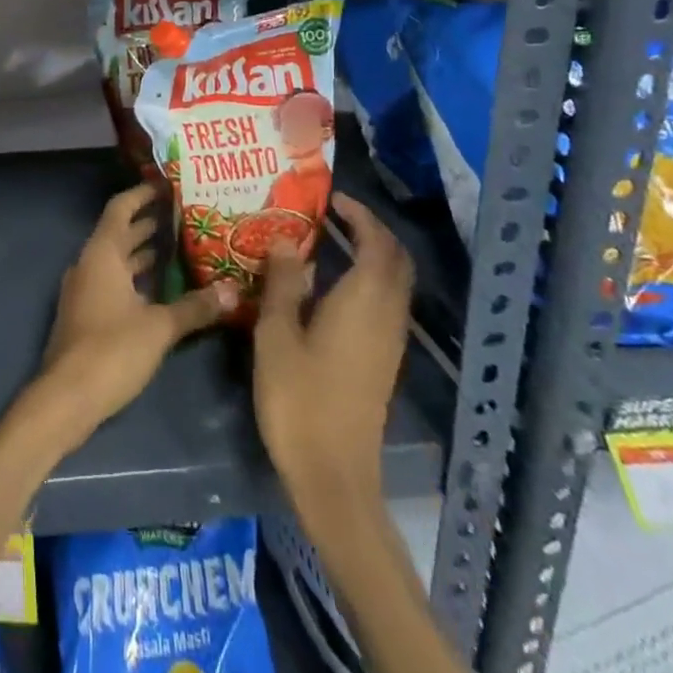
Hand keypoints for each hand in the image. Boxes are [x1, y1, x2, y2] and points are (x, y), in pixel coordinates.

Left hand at [34, 182, 235, 446]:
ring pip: (118, 259)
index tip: (167, 185)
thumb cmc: (111, 350)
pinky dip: (137, 277)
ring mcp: (86, 289)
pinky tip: (164, 288)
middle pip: (120, 232)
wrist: (66, 397)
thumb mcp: (159, 327)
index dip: (142, 194)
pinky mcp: (88, 313)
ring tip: (182, 247)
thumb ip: (195, 307)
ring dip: (145, 251)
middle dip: (150, 223)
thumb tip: (234, 291)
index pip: (121, 208)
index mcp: (102, 254)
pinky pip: (115, 281)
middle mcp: (90, 263)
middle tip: (186, 216)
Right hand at [254, 192, 413, 496]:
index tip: (331, 198)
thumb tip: (283, 240)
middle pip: (396, 261)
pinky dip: (369, 279)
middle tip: (333, 215)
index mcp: (364, 301)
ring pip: (394, 283)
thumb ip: (282, 283)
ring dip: (372, 255)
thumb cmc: (298, 398)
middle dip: (372, 231)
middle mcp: (387, 316)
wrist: (333, 475)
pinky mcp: (383, 361)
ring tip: (329, 241)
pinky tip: (332, 286)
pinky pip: (386, 303)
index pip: (377, 243)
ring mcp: (389, 342)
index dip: (360, 215)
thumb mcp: (276, 334)